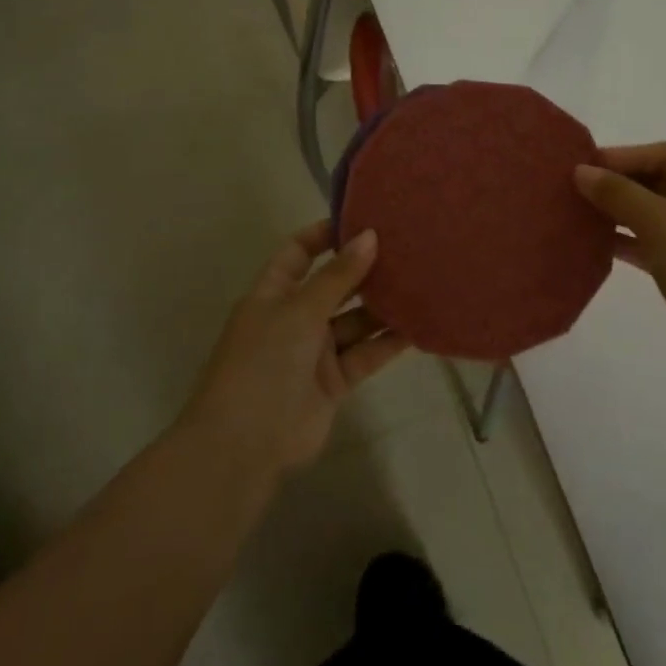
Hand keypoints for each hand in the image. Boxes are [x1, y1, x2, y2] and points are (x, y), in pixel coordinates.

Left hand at [182, 221, 408, 478]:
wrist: (245, 445)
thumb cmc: (263, 362)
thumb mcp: (299, 310)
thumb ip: (338, 276)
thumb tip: (370, 235)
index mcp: (274, 293)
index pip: (298, 252)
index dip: (325, 235)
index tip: (363, 220)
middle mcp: (294, 317)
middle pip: (334, 285)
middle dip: (364, 269)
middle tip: (406, 249)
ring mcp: (315, 351)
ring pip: (355, 320)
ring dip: (383, 306)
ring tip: (420, 283)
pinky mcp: (334, 381)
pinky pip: (365, 353)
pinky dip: (388, 342)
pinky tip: (418, 326)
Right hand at [574, 142, 665, 378]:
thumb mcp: (656, 220)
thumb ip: (617, 192)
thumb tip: (582, 171)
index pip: (664, 153)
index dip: (625, 155)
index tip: (587, 167)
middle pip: (660, 181)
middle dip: (620, 184)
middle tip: (579, 193)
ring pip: (656, 215)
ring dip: (622, 214)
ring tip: (583, 219)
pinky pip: (657, 244)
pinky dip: (631, 242)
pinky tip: (602, 248)